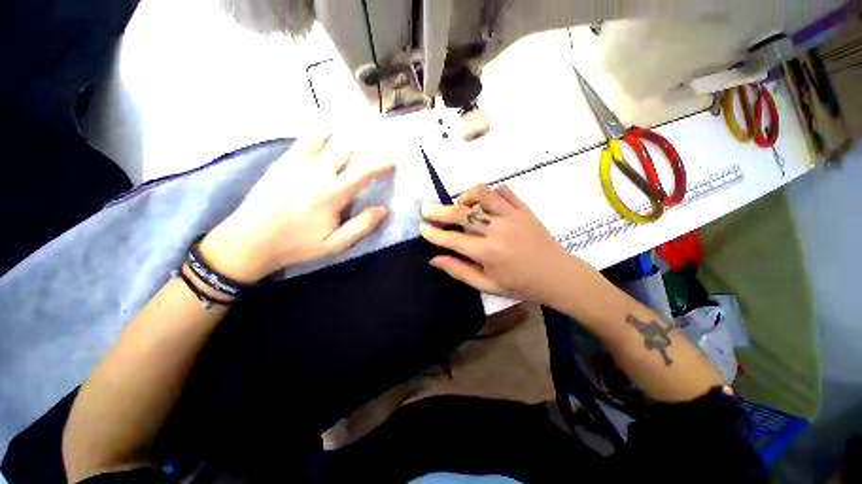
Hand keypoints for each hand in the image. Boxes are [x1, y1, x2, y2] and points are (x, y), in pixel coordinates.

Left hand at [201, 135, 394, 281]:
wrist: (249, 240)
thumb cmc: (296, 245)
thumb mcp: (334, 245)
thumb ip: (361, 226)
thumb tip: (383, 209)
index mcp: (332, 193)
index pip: (364, 171)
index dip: (382, 163)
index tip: (393, 160)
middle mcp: (317, 172)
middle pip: (346, 149)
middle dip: (363, 149)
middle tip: (372, 152)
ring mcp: (297, 163)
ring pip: (325, 138)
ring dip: (342, 139)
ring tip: (352, 141)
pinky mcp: (282, 162)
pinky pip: (304, 140)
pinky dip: (319, 135)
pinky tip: (325, 137)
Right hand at [419, 185, 586, 305]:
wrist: (557, 275)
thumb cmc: (520, 284)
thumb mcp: (487, 285)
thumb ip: (459, 271)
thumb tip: (434, 259)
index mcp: (488, 253)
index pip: (453, 240)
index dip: (434, 234)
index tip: (421, 227)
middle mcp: (497, 230)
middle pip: (462, 214)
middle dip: (440, 211)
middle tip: (426, 209)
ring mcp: (512, 215)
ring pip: (482, 195)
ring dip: (464, 197)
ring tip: (458, 204)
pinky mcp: (523, 208)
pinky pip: (503, 191)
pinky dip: (489, 192)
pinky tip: (484, 202)